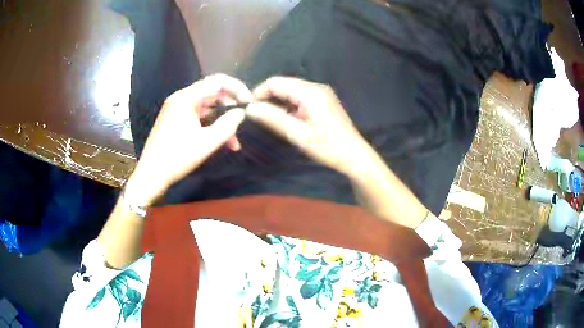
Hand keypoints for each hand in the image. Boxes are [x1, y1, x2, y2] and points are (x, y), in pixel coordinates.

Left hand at [125, 74, 252, 205]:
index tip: (250, 103)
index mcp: (186, 98)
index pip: (217, 81)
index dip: (237, 88)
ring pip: (206, 108)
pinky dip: (209, 126)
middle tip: (241, 126)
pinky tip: (219, 142)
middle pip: (212, 94)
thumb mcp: (206, 143)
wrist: (151, 176)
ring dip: (221, 122)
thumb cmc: (177, 158)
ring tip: (233, 143)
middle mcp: (180, 98)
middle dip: (229, 109)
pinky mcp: (175, 119)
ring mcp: (176, 109)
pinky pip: (197, 117)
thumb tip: (241, 113)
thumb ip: (228, 125)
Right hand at [246, 77, 371, 175]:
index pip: (275, 82)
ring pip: (291, 91)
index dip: (259, 92)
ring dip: (278, 102)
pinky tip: (286, 118)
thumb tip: (250, 108)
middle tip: (257, 115)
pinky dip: (289, 105)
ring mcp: (321, 93)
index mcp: (309, 91)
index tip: (249, 108)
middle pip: (283, 85)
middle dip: (268, 97)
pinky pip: (300, 97)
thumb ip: (272, 118)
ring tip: (269, 119)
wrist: (354, 155)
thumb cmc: (327, 146)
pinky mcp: (323, 100)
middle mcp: (315, 87)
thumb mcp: (297, 134)